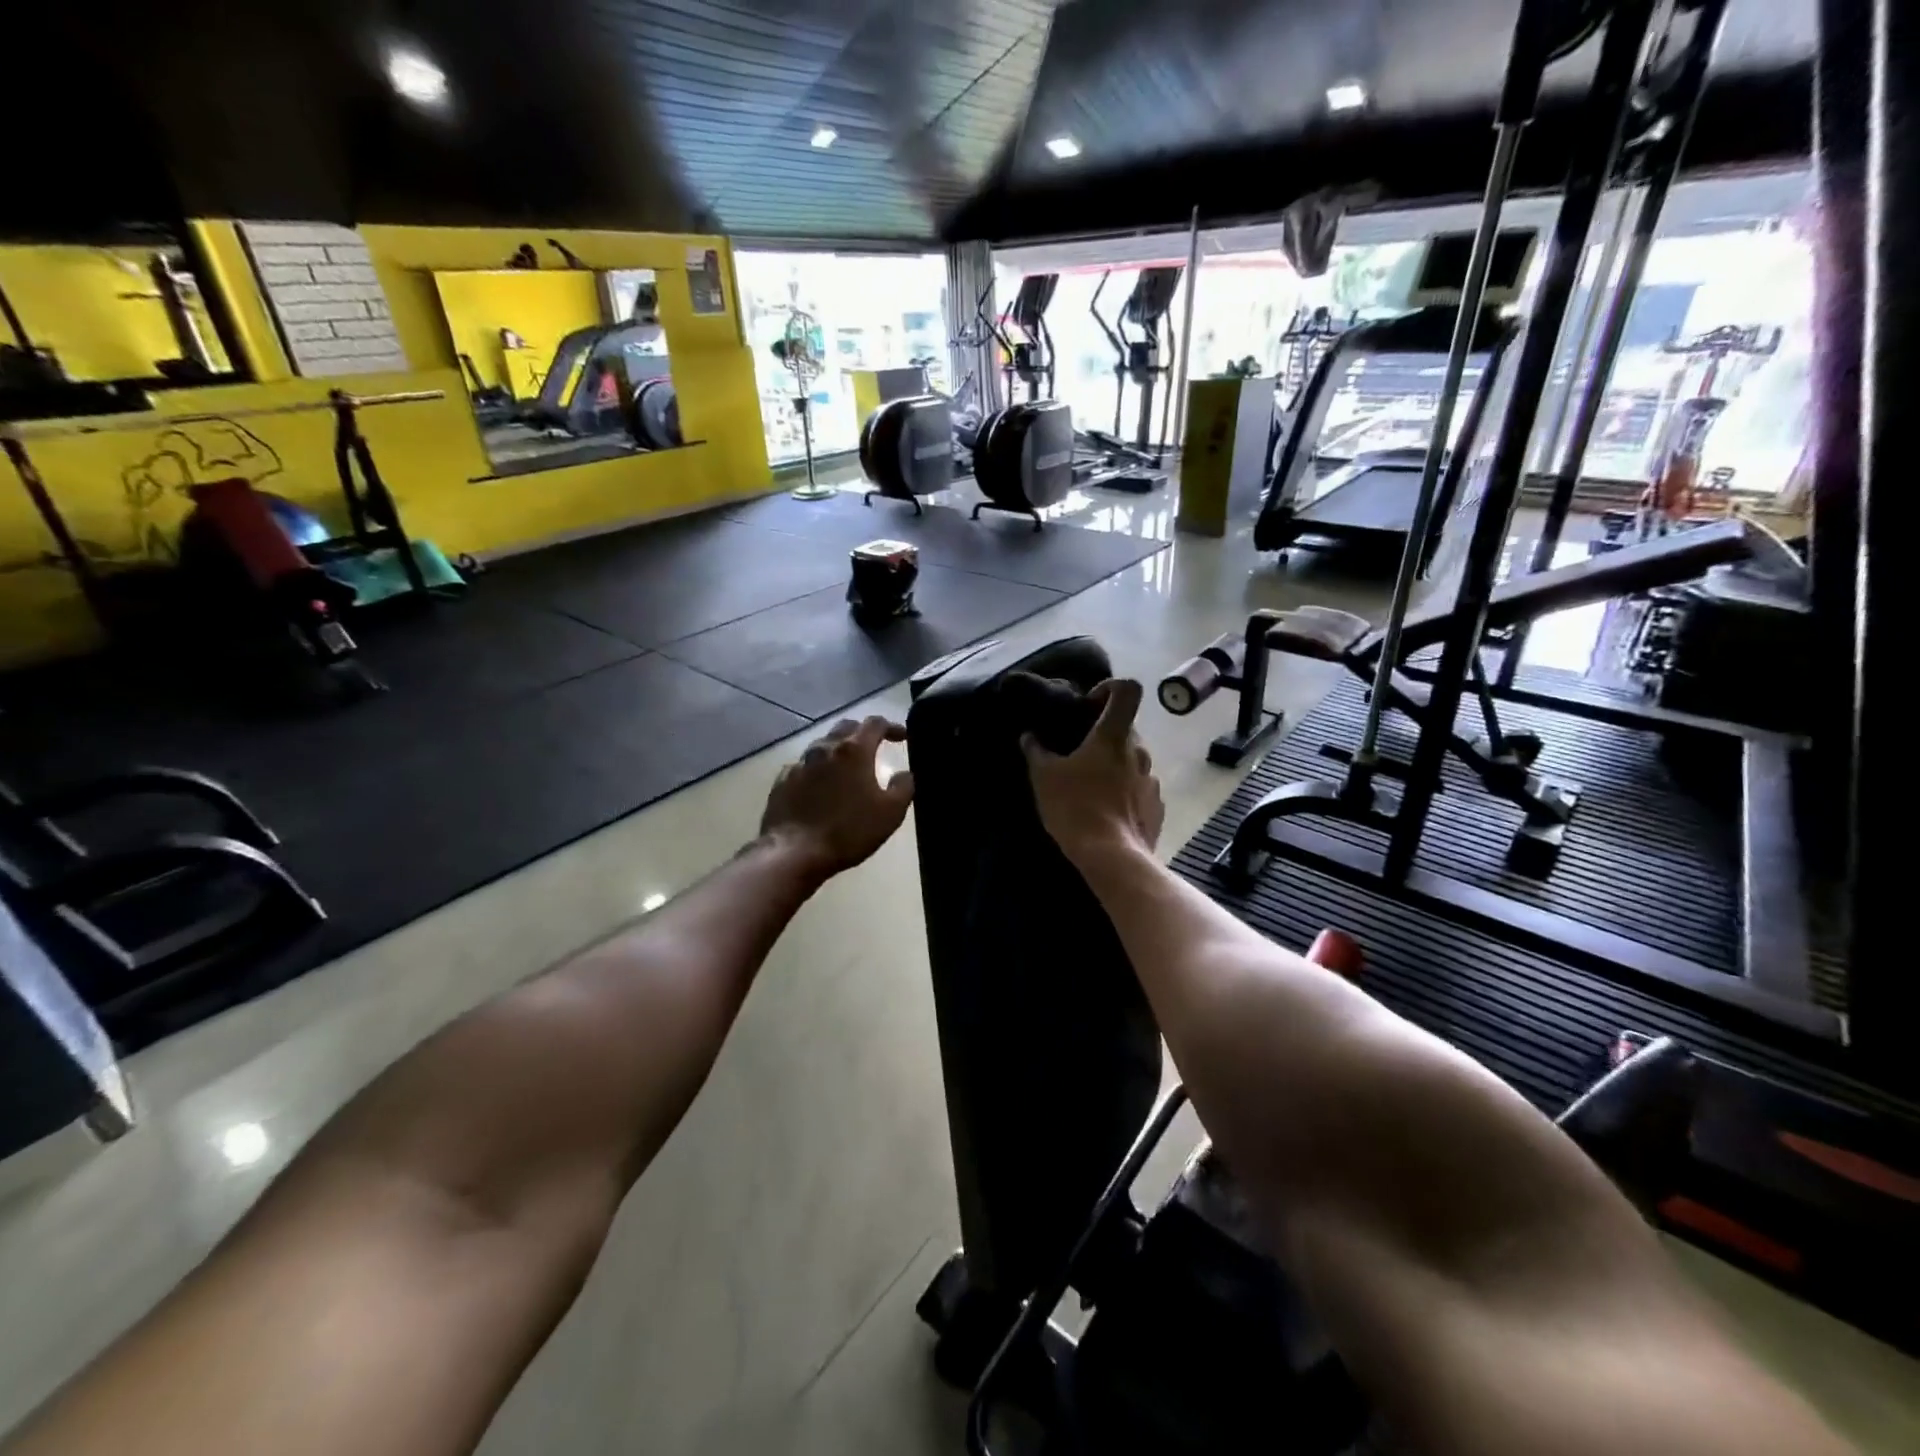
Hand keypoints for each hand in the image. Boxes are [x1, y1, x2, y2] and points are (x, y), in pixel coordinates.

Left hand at [760, 716, 914, 878]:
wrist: (794, 852)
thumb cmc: (848, 831)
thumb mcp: (890, 813)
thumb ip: (903, 787)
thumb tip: (905, 774)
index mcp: (853, 750)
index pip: (875, 724)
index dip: (891, 726)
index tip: (902, 736)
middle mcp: (825, 748)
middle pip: (846, 727)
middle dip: (863, 732)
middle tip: (875, 745)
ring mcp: (799, 763)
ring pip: (823, 745)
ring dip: (839, 749)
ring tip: (848, 766)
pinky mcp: (782, 780)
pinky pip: (804, 765)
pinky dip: (818, 769)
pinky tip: (820, 785)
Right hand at [1022, 679, 1164, 863]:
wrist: (1112, 858)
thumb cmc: (1075, 807)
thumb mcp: (1044, 777)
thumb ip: (1036, 750)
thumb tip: (1029, 736)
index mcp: (1113, 735)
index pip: (1127, 690)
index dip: (1109, 689)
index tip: (1089, 706)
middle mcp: (1140, 751)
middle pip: (1125, 729)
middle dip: (1103, 736)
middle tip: (1077, 755)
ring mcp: (1152, 780)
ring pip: (1132, 760)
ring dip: (1113, 766)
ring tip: (1089, 788)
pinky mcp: (1157, 807)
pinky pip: (1139, 789)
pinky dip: (1124, 793)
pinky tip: (1105, 813)